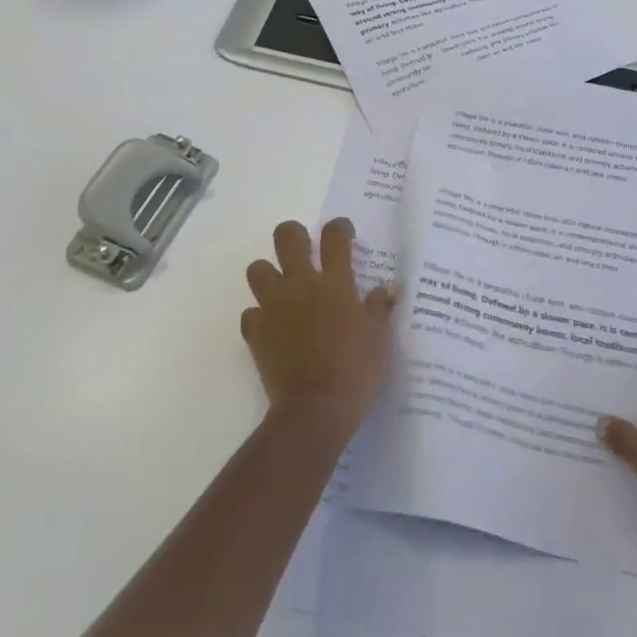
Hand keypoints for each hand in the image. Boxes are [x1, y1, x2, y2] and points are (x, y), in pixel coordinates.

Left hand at [242, 217, 395, 440]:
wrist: (315, 409)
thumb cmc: (356, 370)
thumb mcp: (379, 338)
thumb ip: (380, 308)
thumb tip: (387, 288)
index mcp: (335, 283)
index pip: (334, 237)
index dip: (339, 227)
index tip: (343, 232)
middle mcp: (301, 285)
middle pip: (287, 237)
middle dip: (294, 235)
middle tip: (304, 249)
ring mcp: (274, 307)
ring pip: (257, 269)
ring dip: (269, 274)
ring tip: (282, 288)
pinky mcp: (255, 332)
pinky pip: (250, 313)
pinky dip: (260, 316)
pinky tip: (273, 327)